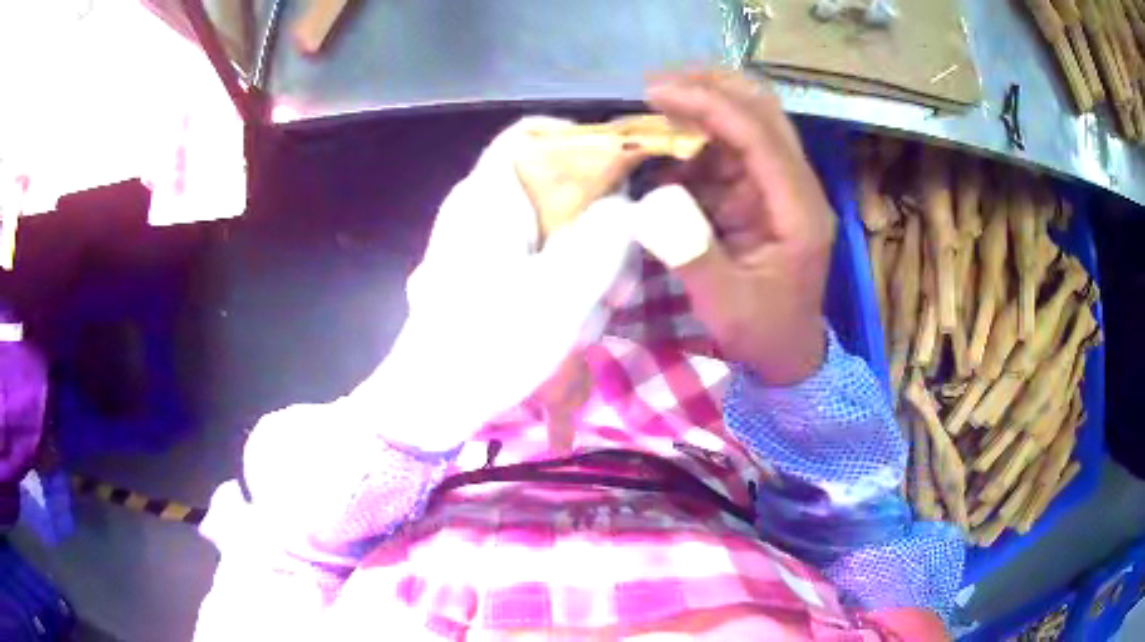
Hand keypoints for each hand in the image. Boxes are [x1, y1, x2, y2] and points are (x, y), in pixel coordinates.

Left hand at [347, 117, 640, 450]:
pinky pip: (536, 262)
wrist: (432, 403)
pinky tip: (570, 329)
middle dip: (599, 230)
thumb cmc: (490, 344)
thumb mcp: (562, 292)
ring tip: (593, 320)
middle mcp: (482, 209)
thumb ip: (605, 238)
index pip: (531, 133)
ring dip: (585, 270)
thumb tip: (627, 205)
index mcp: (489, 195)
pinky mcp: (485, 275)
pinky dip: (562, 287)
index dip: (581, 142)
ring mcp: (482, 244)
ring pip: (553, 231)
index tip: (624, 177)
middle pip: (555, 189)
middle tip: (621, 281)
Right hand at [645, 71, 834, 384]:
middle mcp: (795, 186)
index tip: (656, 92)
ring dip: (700, 109)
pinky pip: (728, 151)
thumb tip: (654, 199)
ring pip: (747, 122)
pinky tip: (662, 151)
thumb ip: (694, 254)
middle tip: (656, 86)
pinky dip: (694, 143)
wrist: (788, 354)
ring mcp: (779, 186)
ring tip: (651, 111)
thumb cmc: (763, 334)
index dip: (709, 105)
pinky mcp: (761, 193)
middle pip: (763, 111)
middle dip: (711, 87)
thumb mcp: (726, 307)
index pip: (759, 136)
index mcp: (799, 210)